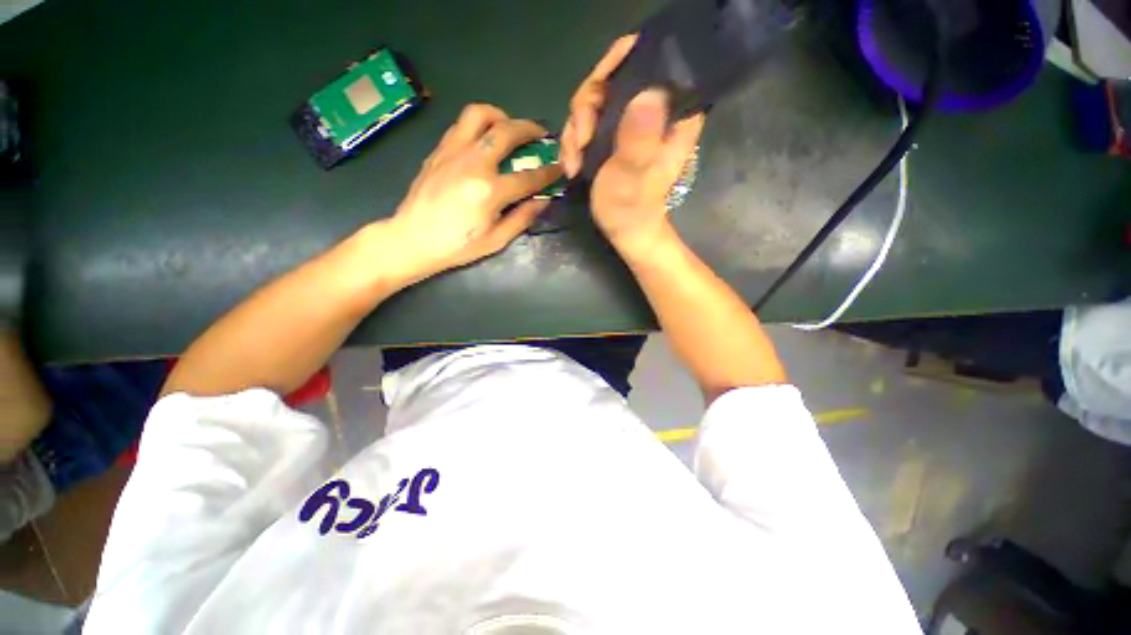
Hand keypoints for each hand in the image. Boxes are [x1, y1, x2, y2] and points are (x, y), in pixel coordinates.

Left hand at [388, 104, 562, 278]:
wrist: (412, 239)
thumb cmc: (457, 246)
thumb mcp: (496, 241)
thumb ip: (522, 218)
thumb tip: (543, 200)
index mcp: (489, 191)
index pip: (528, 177)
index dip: (549, 172)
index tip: (560, 168)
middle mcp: (472, 163)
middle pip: (506, 131)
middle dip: (529, 129)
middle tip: (539, 134)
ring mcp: (452, 152)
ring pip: (479, 115)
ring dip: (500, 116)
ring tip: (509, 127)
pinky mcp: (438, 151)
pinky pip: (461, 125)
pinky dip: (479, 125)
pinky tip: (484, 140)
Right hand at [561, 36, 704, 252]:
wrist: (626, 232)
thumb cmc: (632, 209)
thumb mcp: (634, 174)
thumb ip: (639, 136)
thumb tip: (647, 92)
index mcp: (672, 113)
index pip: (650, 62)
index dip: (618, 65)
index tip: (596, 92)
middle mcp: (654, 110)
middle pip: (612, 80)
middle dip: (586, 111)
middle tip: (579, 142)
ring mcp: (631, 123)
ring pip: (594, 102)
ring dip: (575, 132)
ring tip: (572, 163)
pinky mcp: (615, 136)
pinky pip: (587, 122)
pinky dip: (574, 142)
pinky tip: (571, 165)